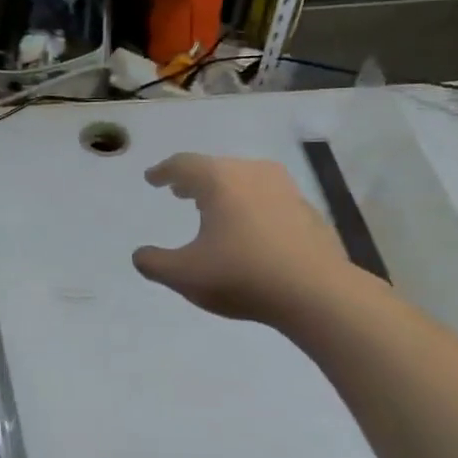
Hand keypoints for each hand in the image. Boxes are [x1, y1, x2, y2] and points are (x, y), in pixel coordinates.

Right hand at [133, 154, 351, 325]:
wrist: (317, 293)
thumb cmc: (242, 275)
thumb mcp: (184, 275)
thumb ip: (154, 263)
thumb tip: (140, 255)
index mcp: (220, 181)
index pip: (184, 165)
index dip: (164, 171)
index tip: (152, 178)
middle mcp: (253, 174)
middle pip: (216, 168)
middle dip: (194, 180)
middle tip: (180, 192)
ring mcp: (286, 190)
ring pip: (246, 181)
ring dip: (225, 192)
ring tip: (214, 209)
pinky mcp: (308, 212)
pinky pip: (269, 200)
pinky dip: (251, 208)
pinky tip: (250, 231)